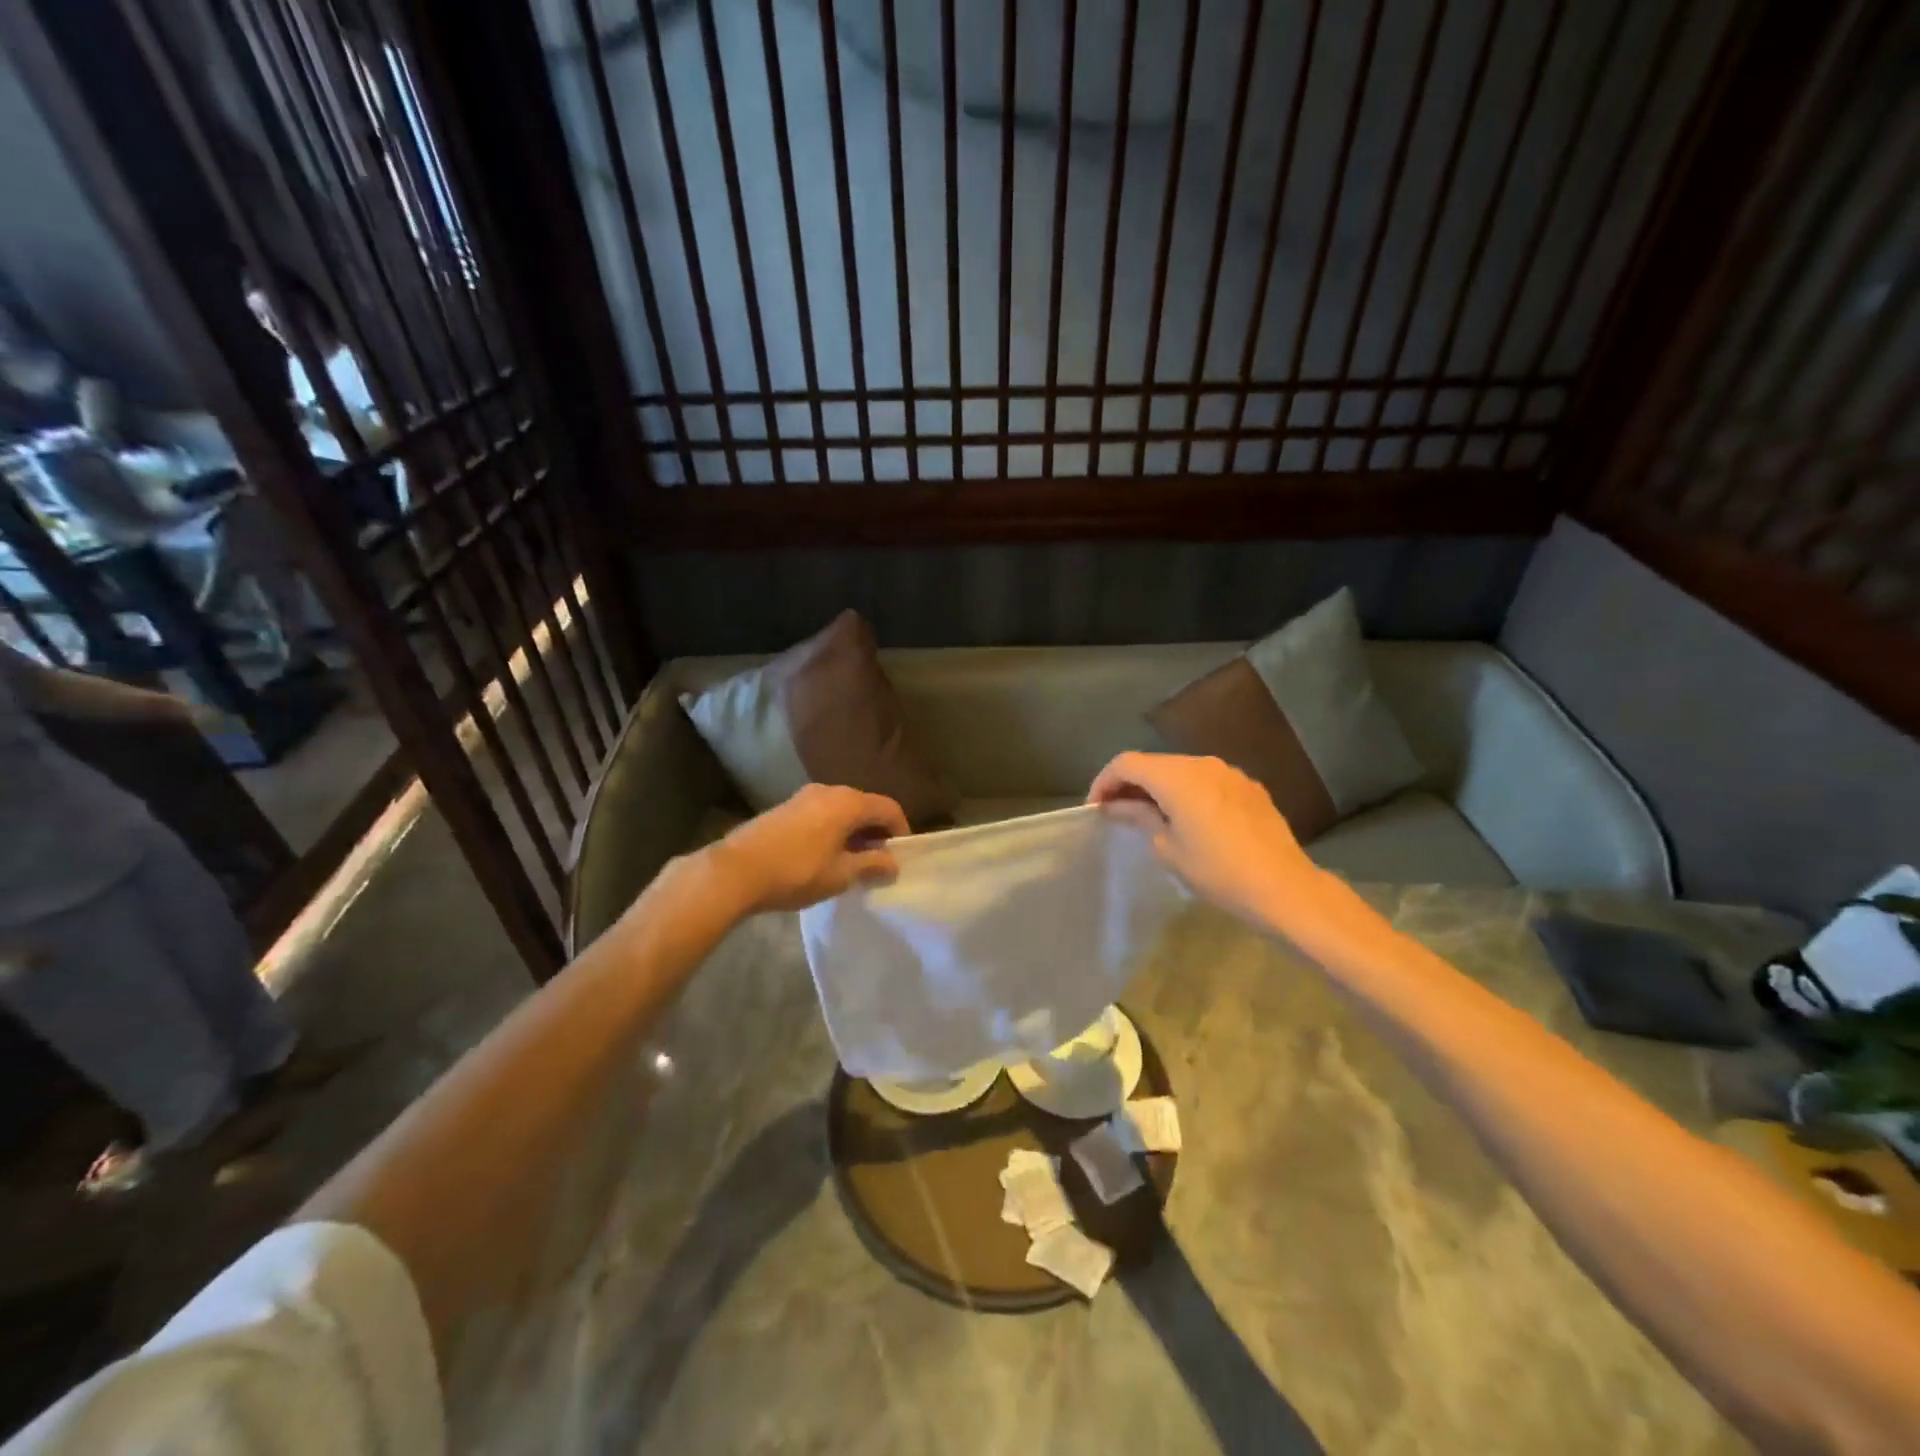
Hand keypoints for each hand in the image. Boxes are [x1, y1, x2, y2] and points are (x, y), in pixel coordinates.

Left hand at [709, 783, 909, 914]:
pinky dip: (834, 829)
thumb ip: (872, 865)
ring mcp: (804, 796)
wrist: (736, 870)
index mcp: (848, 802)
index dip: (901, 831)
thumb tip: (893, 863)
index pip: (889, 808)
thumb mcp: (841, 874)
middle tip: (879, 861)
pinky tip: (825, 855)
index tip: (901, 856)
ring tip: (852, 861)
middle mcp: (829, 790)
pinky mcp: (786, 807)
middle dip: (877, 832)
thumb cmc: (796, 872)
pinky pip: (822, 813)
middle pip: (865, 806)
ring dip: (854, 831)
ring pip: (842, 809)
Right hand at [1088, 752, 1326, 928]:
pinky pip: (1207, 781)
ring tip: (1150, 817)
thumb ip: (1139, 816)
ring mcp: (1230, 773)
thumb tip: (1116, 805)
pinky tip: (1189, 820)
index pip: (1126, 763)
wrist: (1283, 888)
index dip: (1104, 781)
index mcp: (1177, 776)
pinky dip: (1187, 792)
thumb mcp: (1167, 848)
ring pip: (1181, 771)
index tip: (1095, 808)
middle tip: (1117, 813)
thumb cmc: (1217, 871)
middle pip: (1154, 763)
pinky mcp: (1249, 787)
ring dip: (1160, 787)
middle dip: (1131, 784)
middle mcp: (1202, 763)